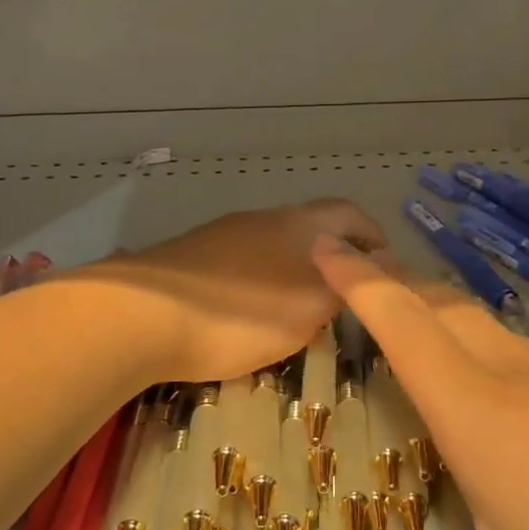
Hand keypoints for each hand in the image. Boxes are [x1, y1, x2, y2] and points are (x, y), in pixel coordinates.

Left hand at [80, 200, 387, 383]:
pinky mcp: (191, 253)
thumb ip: (343, 288)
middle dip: (332, 255)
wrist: (142, 314)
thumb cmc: (241, 315)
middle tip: (344, 293)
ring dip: (294, 267)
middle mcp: (263, 217)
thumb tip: (371, 270)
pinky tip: (249, 309)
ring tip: (299, 307)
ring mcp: (223, 232)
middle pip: (310, 227)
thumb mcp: (308, 311)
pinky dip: (259, 278)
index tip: (386, 264)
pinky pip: (242, 260)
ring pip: (273, 244)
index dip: (373, 235)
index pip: (350, 214)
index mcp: (299, 224)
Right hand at [308, 236, 528, 529]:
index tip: (320, 245)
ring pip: (490, 328)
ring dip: (441, 321)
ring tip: (414, 346)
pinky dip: (492, 356)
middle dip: (390, 286)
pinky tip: (512, 410)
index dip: (355, 279)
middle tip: (351, 286)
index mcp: (484, 415)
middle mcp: (524, 378)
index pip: (401, 320)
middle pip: (441, 306)